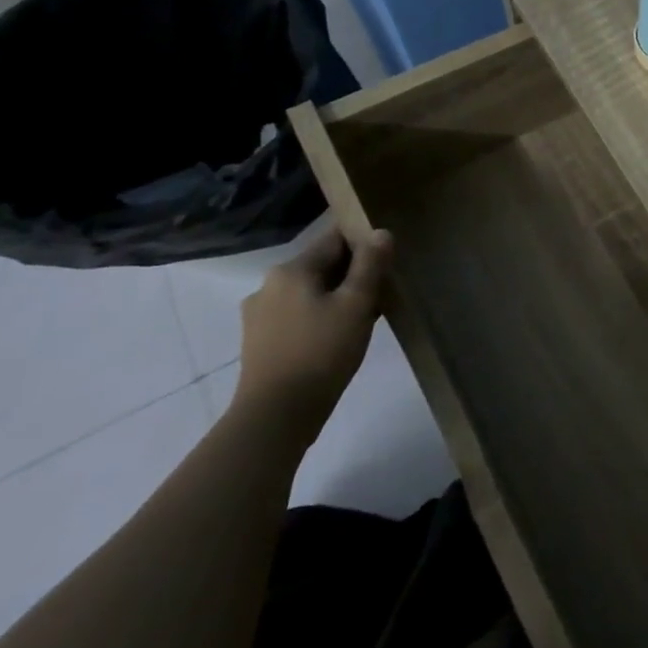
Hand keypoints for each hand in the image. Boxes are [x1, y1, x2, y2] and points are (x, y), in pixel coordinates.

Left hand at [233, 225, 393, 444]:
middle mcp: (268, 285)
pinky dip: (320, 317)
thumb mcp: (357, 304)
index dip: (365, 243)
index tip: (388, 257)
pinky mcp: (259, 341)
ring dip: (337, 297)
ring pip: (310, 292)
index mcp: (291, 270)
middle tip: (382, 292)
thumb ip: (370, 264)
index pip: (335, 239)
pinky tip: (338, 338)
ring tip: (363, 318)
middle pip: (322, 266)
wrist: (276, 415)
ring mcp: (259, 315)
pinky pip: (297, 315)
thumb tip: (381, 232)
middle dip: (352, 274)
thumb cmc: (322, 352)